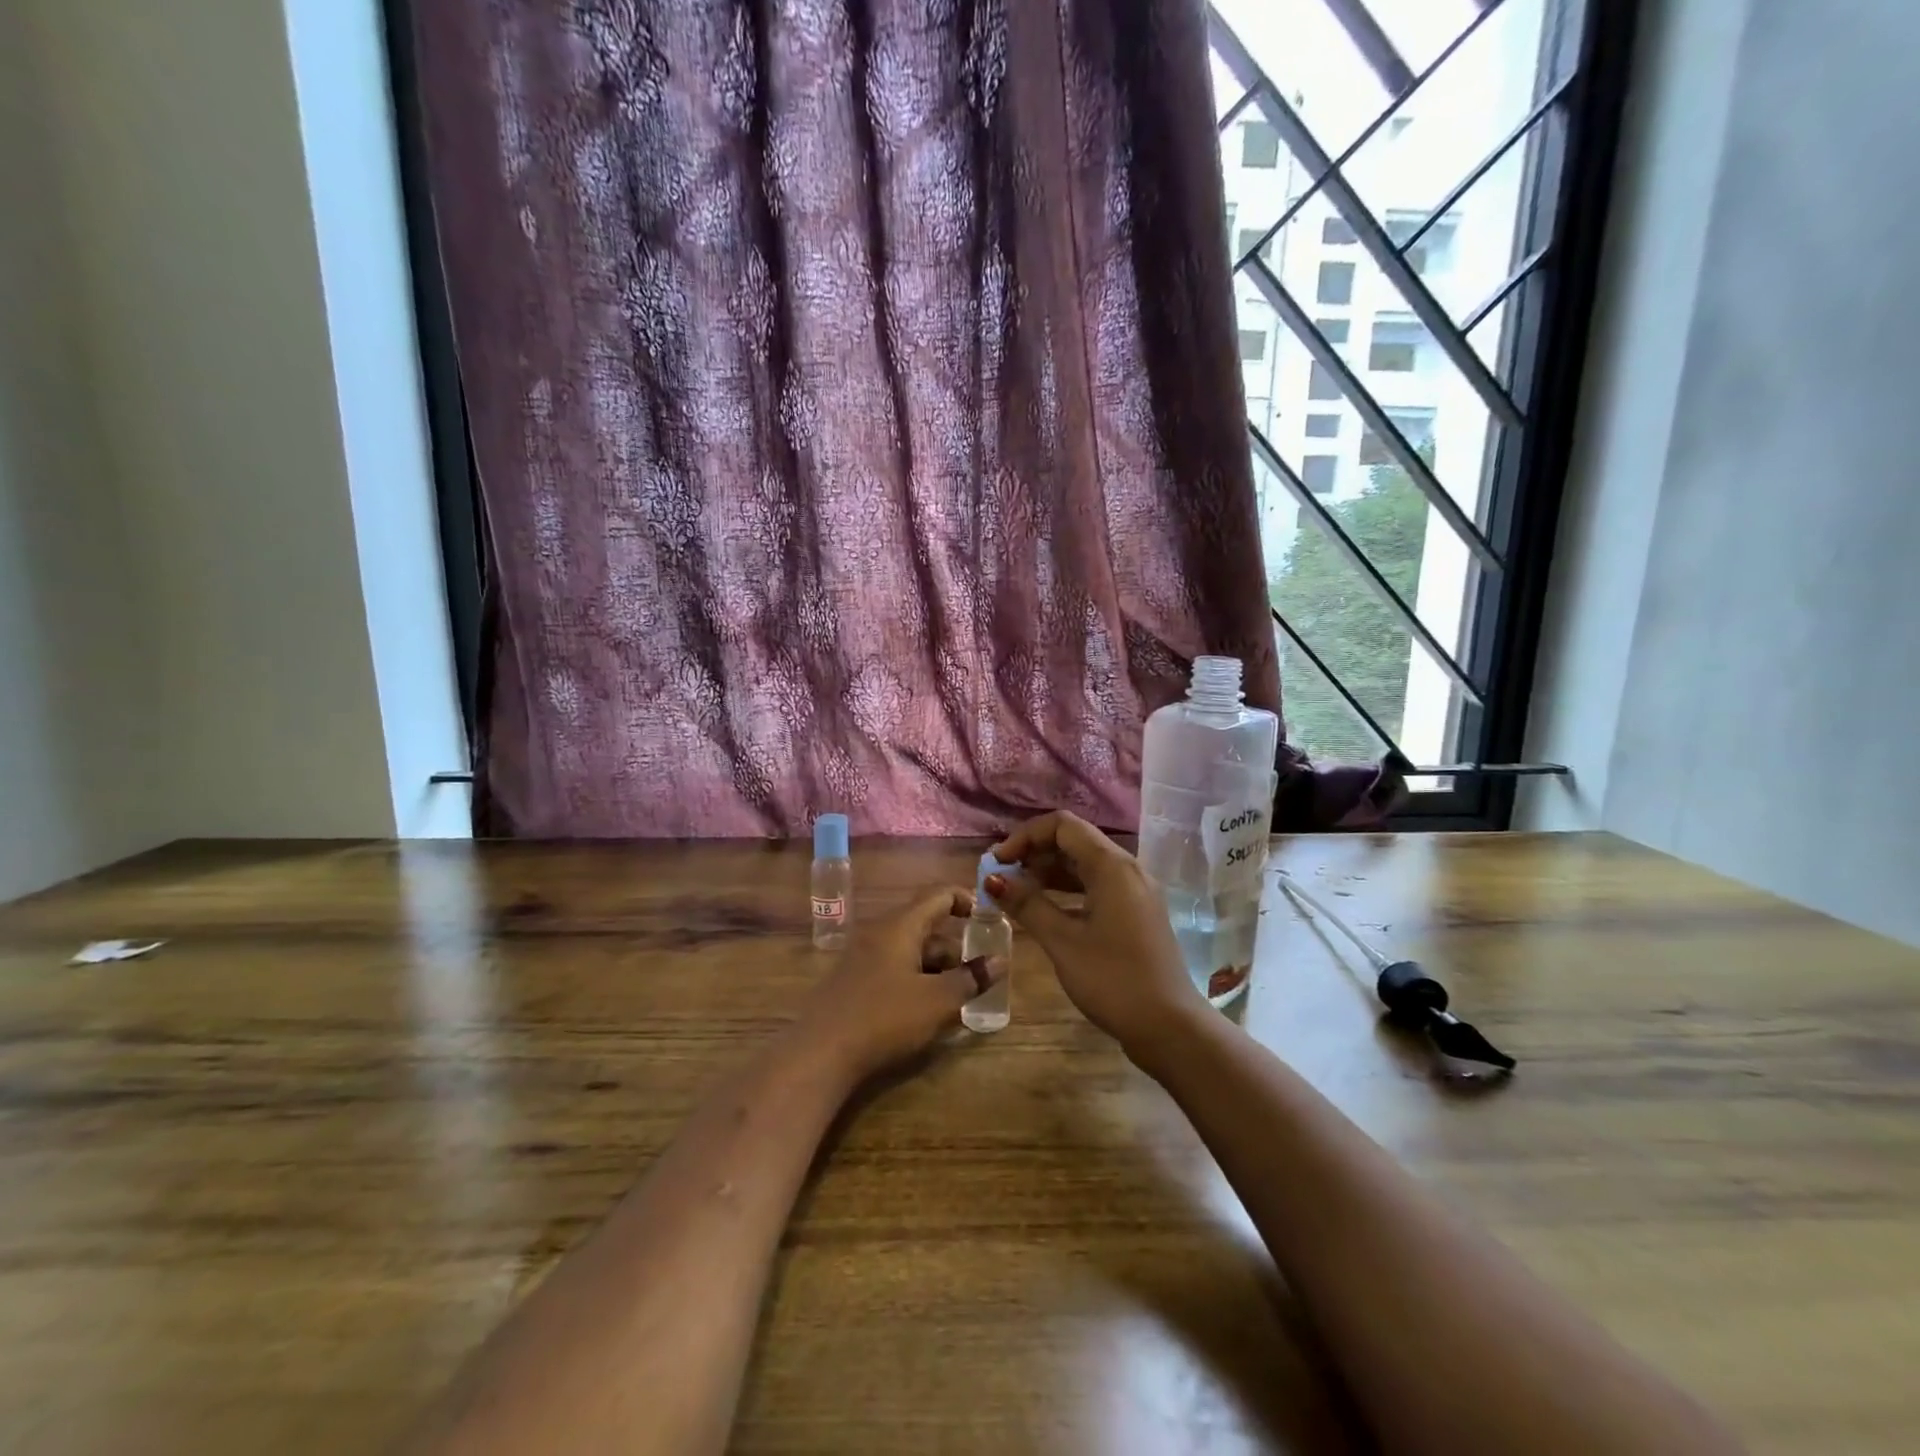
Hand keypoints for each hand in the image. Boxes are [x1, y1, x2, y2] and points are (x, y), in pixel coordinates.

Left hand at [797, 888, 1001, 1081]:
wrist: (820, 1054)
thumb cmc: (883, 1018)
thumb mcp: (936, 1001)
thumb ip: (970, 979)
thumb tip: (1000, 961)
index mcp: (900, 925)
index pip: (939, 894)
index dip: (967, 900)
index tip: (990, 920)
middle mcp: (880, 932)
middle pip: (927, 926)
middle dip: (956, 949)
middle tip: (979, 976)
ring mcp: (863, 956)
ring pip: (911, 950)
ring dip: (938, 969)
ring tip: (958, 1000)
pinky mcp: (854, 981)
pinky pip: (895, 968)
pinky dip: (917, 981)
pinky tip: (927, 1011)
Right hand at [985, 812, 1198, 1050]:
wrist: (1171, 1028)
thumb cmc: (1113, 980)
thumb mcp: (1063, 942)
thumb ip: (1027, 905)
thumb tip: (992, 878)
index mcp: (1112, 866)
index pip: (1062, 826)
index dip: (1025, 836)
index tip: (997, 862)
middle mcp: (1127, 869)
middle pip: (1075, 841)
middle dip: (1035, 852)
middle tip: (1002, 877)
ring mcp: (1135, 891)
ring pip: (1085, 864)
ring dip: (1049, 872)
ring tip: (1017, 893)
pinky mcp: (1136, 913)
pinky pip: (1097, 886)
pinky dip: (1068, 890)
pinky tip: (1046, 911)